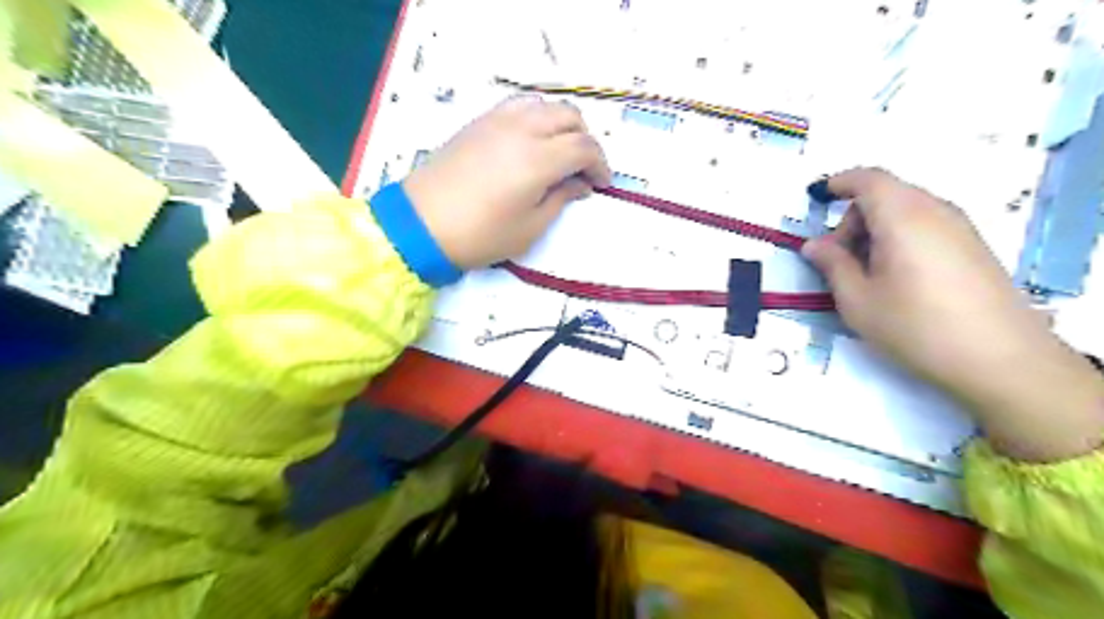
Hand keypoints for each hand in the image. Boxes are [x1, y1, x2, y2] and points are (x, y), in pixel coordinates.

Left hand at [403, 95, 611, 267]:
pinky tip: (531, 142)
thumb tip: (579, 184)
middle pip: (570, 116)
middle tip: (583, 169)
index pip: (584, 147)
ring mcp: (497, 120)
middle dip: (585, 140)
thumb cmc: (480, 235)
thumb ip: (560, 199)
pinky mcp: (478, 122)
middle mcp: (522, 129)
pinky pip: (518, 106)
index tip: (601, 184)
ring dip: (561, 124)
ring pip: (544, 104)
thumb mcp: (530, 227)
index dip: (600, 165)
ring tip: (559, 152)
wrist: (421, 225)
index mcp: (538, 159)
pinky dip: (536, 118)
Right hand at [803, 167, 1103, 458]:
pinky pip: (926, 225)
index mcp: (902, 217)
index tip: (817, 198)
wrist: (998, 358)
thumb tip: (814, 245)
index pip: (868, 180)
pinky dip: (900, 238)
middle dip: (853, 219)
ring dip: (876, 230)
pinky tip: (897, 278)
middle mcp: (935, 211)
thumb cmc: (914, 326)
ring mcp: (959, 228)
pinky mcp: (973, 247)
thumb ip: (832, 264)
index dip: (839, 183)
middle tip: (838, 260)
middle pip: (885, 195)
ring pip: (906, 210)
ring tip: (867, 274)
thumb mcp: (857, 299)